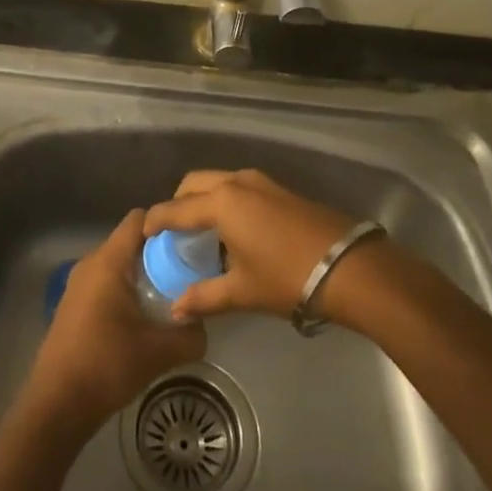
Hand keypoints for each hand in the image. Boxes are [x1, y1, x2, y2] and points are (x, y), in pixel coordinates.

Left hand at [25, 211, 206, 435]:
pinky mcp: (74, 306)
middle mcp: (90, 264)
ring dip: (143, 275)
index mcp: (108, 261)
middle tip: (188, 272)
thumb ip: (190, 335)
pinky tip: (143, 319)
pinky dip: (126, 291)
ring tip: (171, 296)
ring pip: (118, 265)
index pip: (139, 219)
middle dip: (160, 253)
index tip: (191, 242)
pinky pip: (106, 283)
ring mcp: (78, 285)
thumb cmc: (107, 365)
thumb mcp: (159, 352)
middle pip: (130, 242)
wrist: (57, 405)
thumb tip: (202, 325)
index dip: (167, 225)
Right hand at [144, 169, 372, 323]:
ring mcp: (262, 182)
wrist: (349, 267)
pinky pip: (240, 187)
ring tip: (202, 232)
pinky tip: (233, 231)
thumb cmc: (287, 278)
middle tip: (173, 231)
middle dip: (178, 202)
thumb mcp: (242, 291)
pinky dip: (226, 200)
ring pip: (219, 181)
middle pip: (195, 183)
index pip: (177, 208)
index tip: (143, 232)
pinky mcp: (281, 189)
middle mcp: (237, 183)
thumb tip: (176, 310)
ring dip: (204, 199)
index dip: (156, 220)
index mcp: (221, 202)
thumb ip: (205, 297)